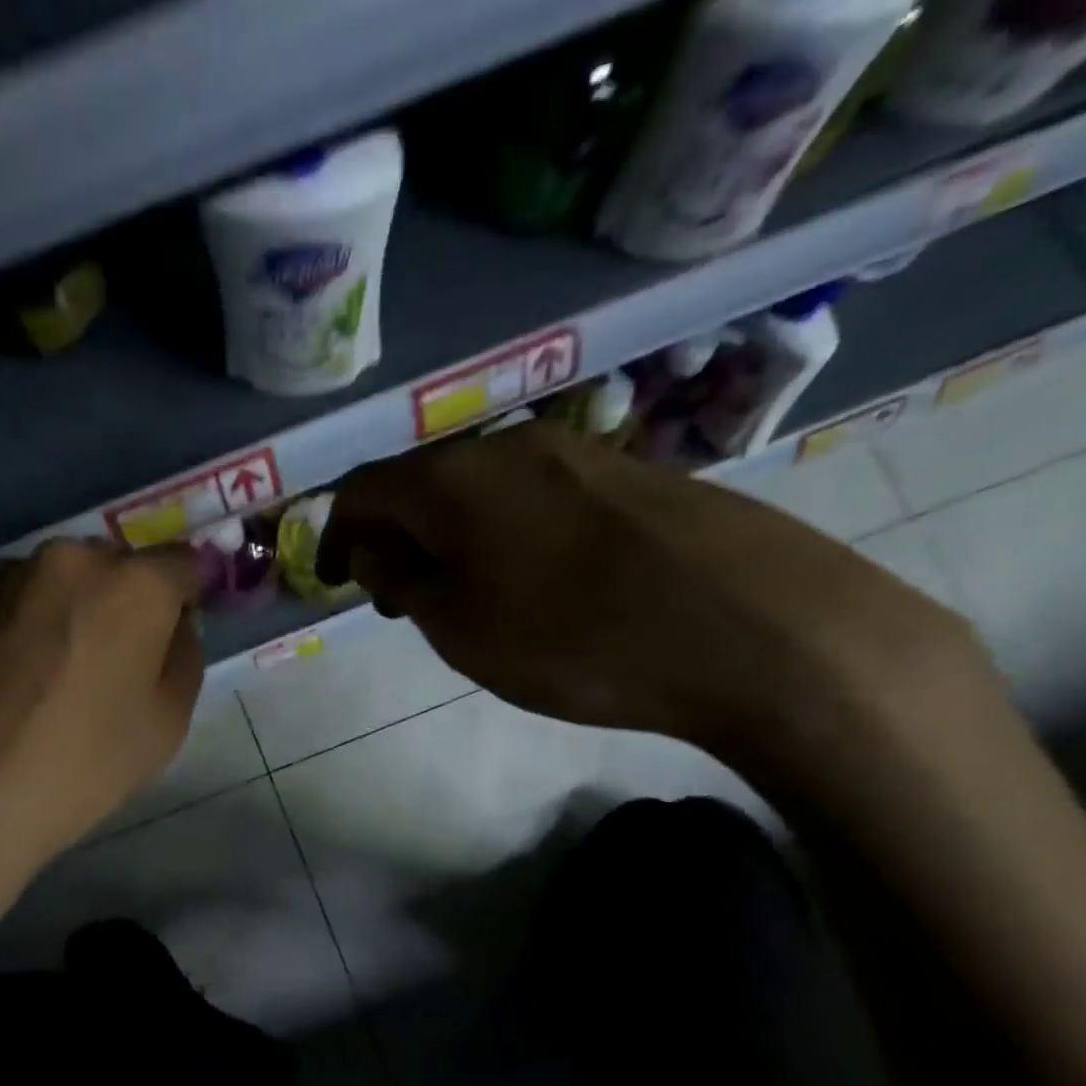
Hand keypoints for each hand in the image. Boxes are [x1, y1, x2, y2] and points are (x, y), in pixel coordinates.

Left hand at [0, 539, 204, 868]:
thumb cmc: (84, 763)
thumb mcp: (170, 723)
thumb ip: (185, 655)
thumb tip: (172, 625)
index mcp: (134, 584)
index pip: (181, 564)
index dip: (182, 598)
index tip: (170, 634)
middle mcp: (67, 558)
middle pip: (110, 568)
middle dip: (116, 602)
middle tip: (103, 660)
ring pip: (48, 582)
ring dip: (56, 610)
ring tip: (39, 672)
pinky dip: (4, 623)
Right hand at [315, 423, 996, 779]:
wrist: (752, 628)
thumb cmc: (575, 638)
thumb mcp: (460, 628)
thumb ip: (402, 582)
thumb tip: (376, 551)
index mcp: (453, 479)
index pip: (363, 490)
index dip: (335, 535)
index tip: (333, 581)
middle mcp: (508, 447)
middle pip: (422, 482)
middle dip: (394, 537)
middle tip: (395, 596)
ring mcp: (577, 453)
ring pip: (482, 488)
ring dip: (451, 535)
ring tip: (461, 592)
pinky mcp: (631, 474)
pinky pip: (537, 495)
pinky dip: (505, 532)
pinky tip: (532, 578)